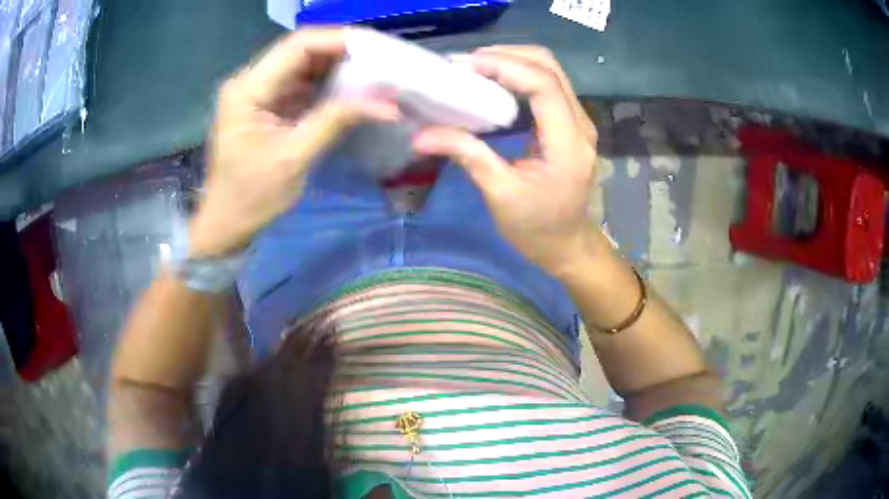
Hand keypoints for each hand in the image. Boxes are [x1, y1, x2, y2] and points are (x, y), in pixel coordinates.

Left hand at [189, 28, 397, 257]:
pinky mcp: (267, 104)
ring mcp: (258, 91)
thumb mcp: (294, 158)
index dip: (338, 40)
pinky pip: (302, 83)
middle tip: (382, 61)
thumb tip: (387, 104)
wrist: (225, 224)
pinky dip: (328, 85)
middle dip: (343, 52)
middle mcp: (250, 81)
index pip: (298, 46)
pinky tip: (353, 89)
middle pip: (302, 50)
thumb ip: (336, 121)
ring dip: (338, 67)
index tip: (377, 48)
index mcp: (248, 89)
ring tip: (375, 72)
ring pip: (304, 64)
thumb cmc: (251, 198)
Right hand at [413, 46, 599, 275]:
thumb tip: (421, 135)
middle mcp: (580, 124)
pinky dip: (519, 76)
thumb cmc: (537, 229)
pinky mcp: (570, 123)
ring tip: (475, 69)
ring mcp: (579, 121)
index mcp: (568, 143)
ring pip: (550, 71)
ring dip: (513, 62)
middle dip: (507, 56)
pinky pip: (547, 86)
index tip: (466, 66)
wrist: (568, 246)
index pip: (543, 84)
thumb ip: (467, 155)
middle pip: (549, 67)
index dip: (505, 66)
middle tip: (466, 64)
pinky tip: (493, 84)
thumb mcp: (500, 195)